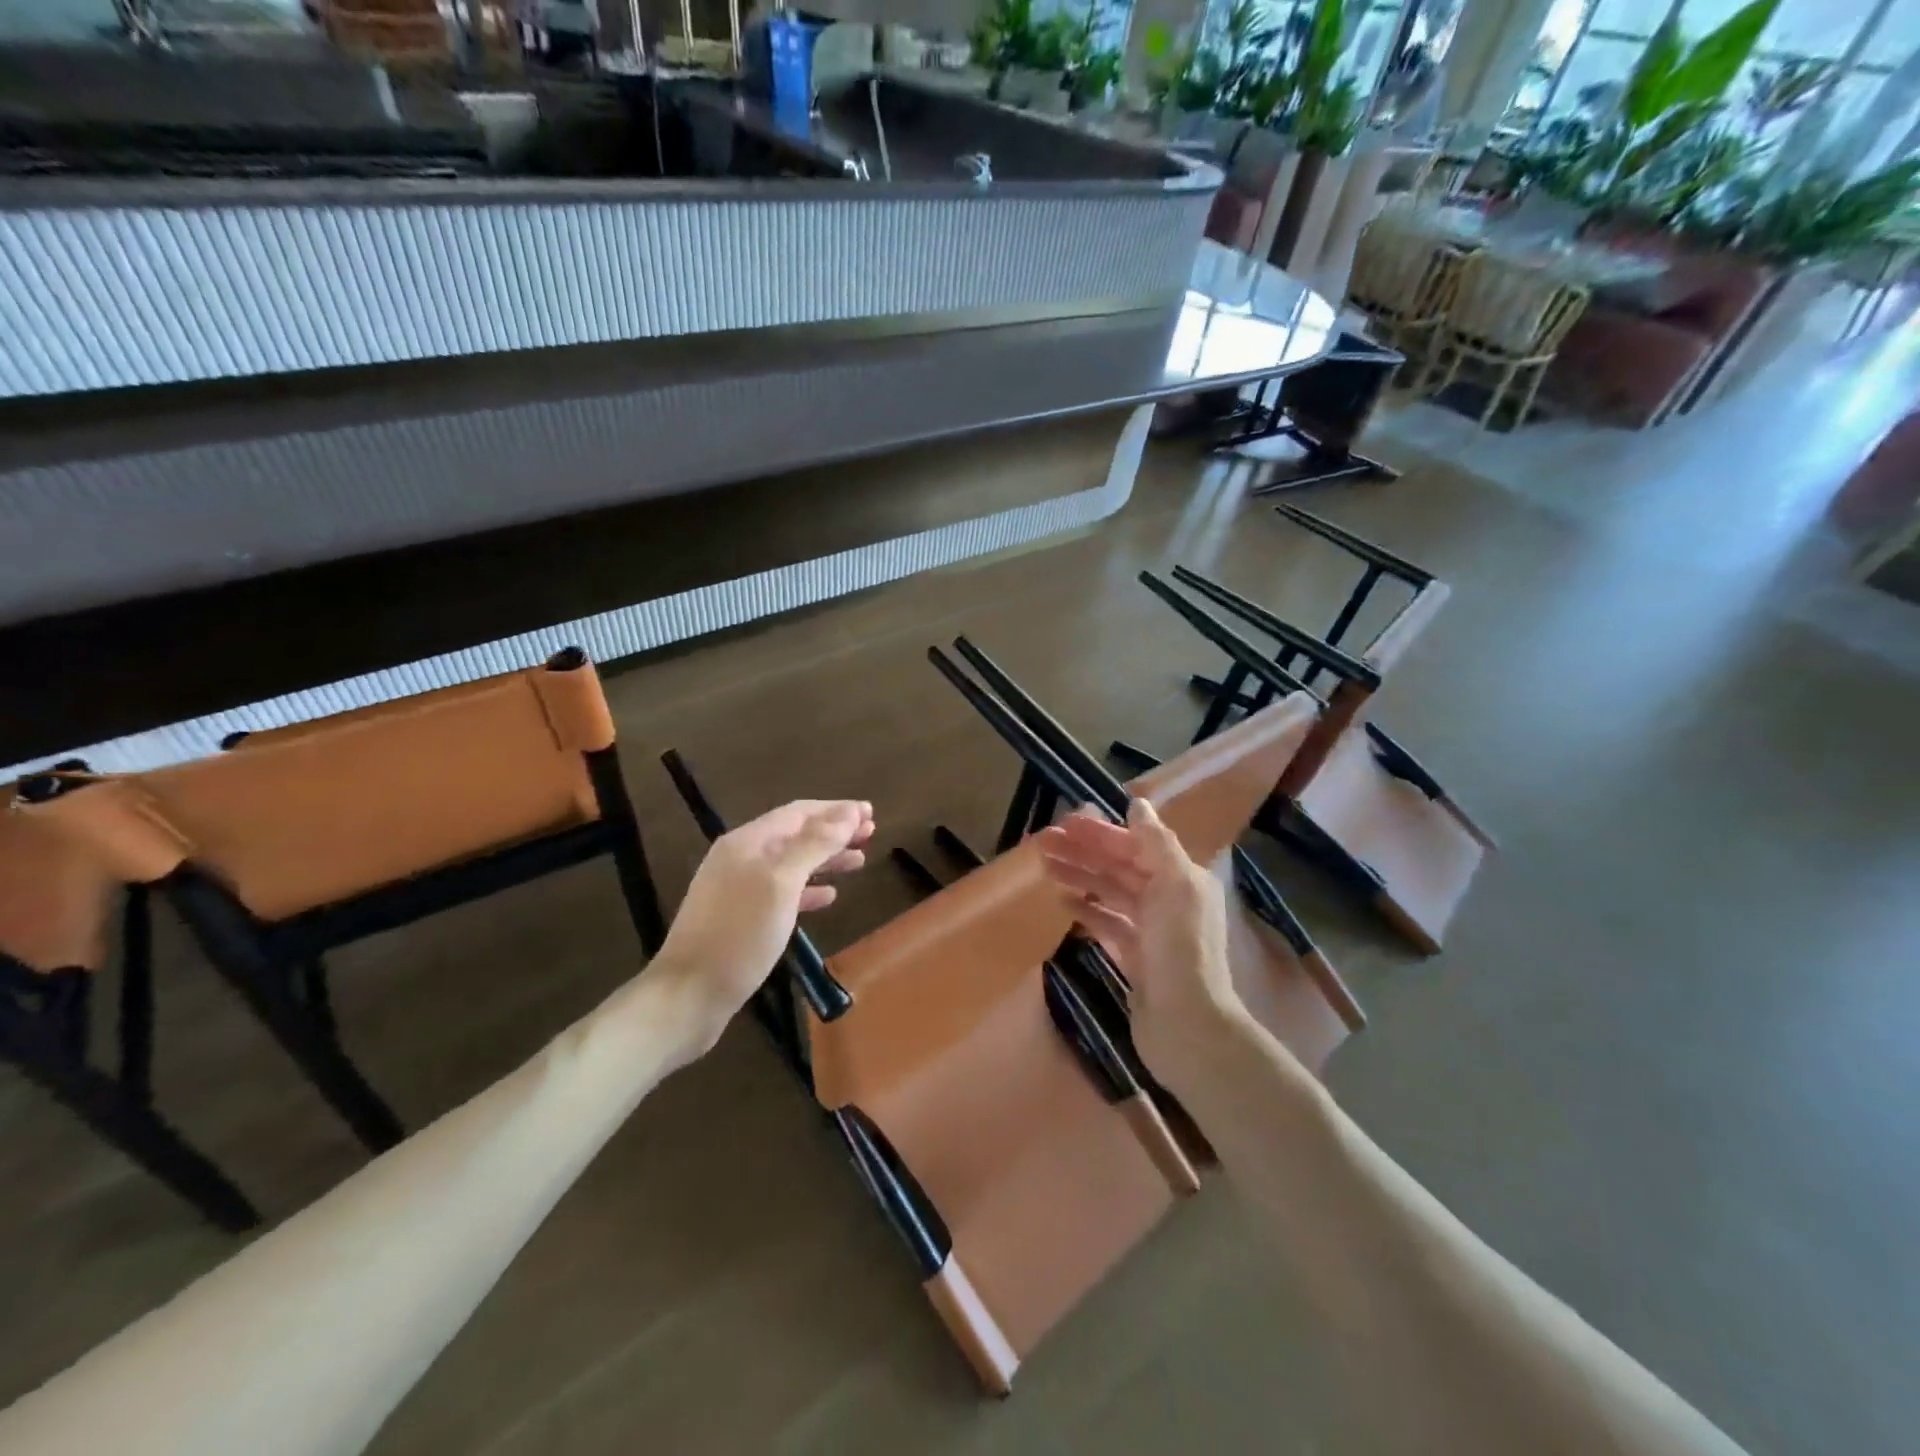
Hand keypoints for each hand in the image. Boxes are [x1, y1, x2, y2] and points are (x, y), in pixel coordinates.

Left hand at [650, 799, 873, 1056]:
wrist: (689, 995)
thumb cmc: (739, 935)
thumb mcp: (781, 883)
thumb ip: (815, 844)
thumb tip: (847, 813)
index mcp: (748, 842)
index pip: (799, 812)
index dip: (837, 810)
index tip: (870, 812)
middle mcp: (741, 858)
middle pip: (796, 834)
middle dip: (834, 831)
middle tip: (871, 833)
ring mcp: (738, 888)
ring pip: (792, 863)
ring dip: (826, 858)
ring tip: (859, 860)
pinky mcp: (740, 918)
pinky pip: (782, 891)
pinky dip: (808, 888)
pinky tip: (830, 896)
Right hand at [1036, 798, 1244, 1071]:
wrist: (1187, 1024)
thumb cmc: (1182, 948)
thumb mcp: (1176, 885)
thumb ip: (1157, 842)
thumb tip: (1138, 803)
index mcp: (1182, 879)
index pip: (1136, 845)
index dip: (1101, 833)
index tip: (1065, 823)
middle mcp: (1169, 900)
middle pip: (1120, 867)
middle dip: (1084, 853)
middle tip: (1042, 842)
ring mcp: (1151, 931)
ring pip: (1110, 893)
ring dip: (1080, 877)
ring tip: (1045, 866)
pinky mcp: (1136, 958)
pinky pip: (1107, 924)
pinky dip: (1086, 910)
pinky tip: (1061, 901)